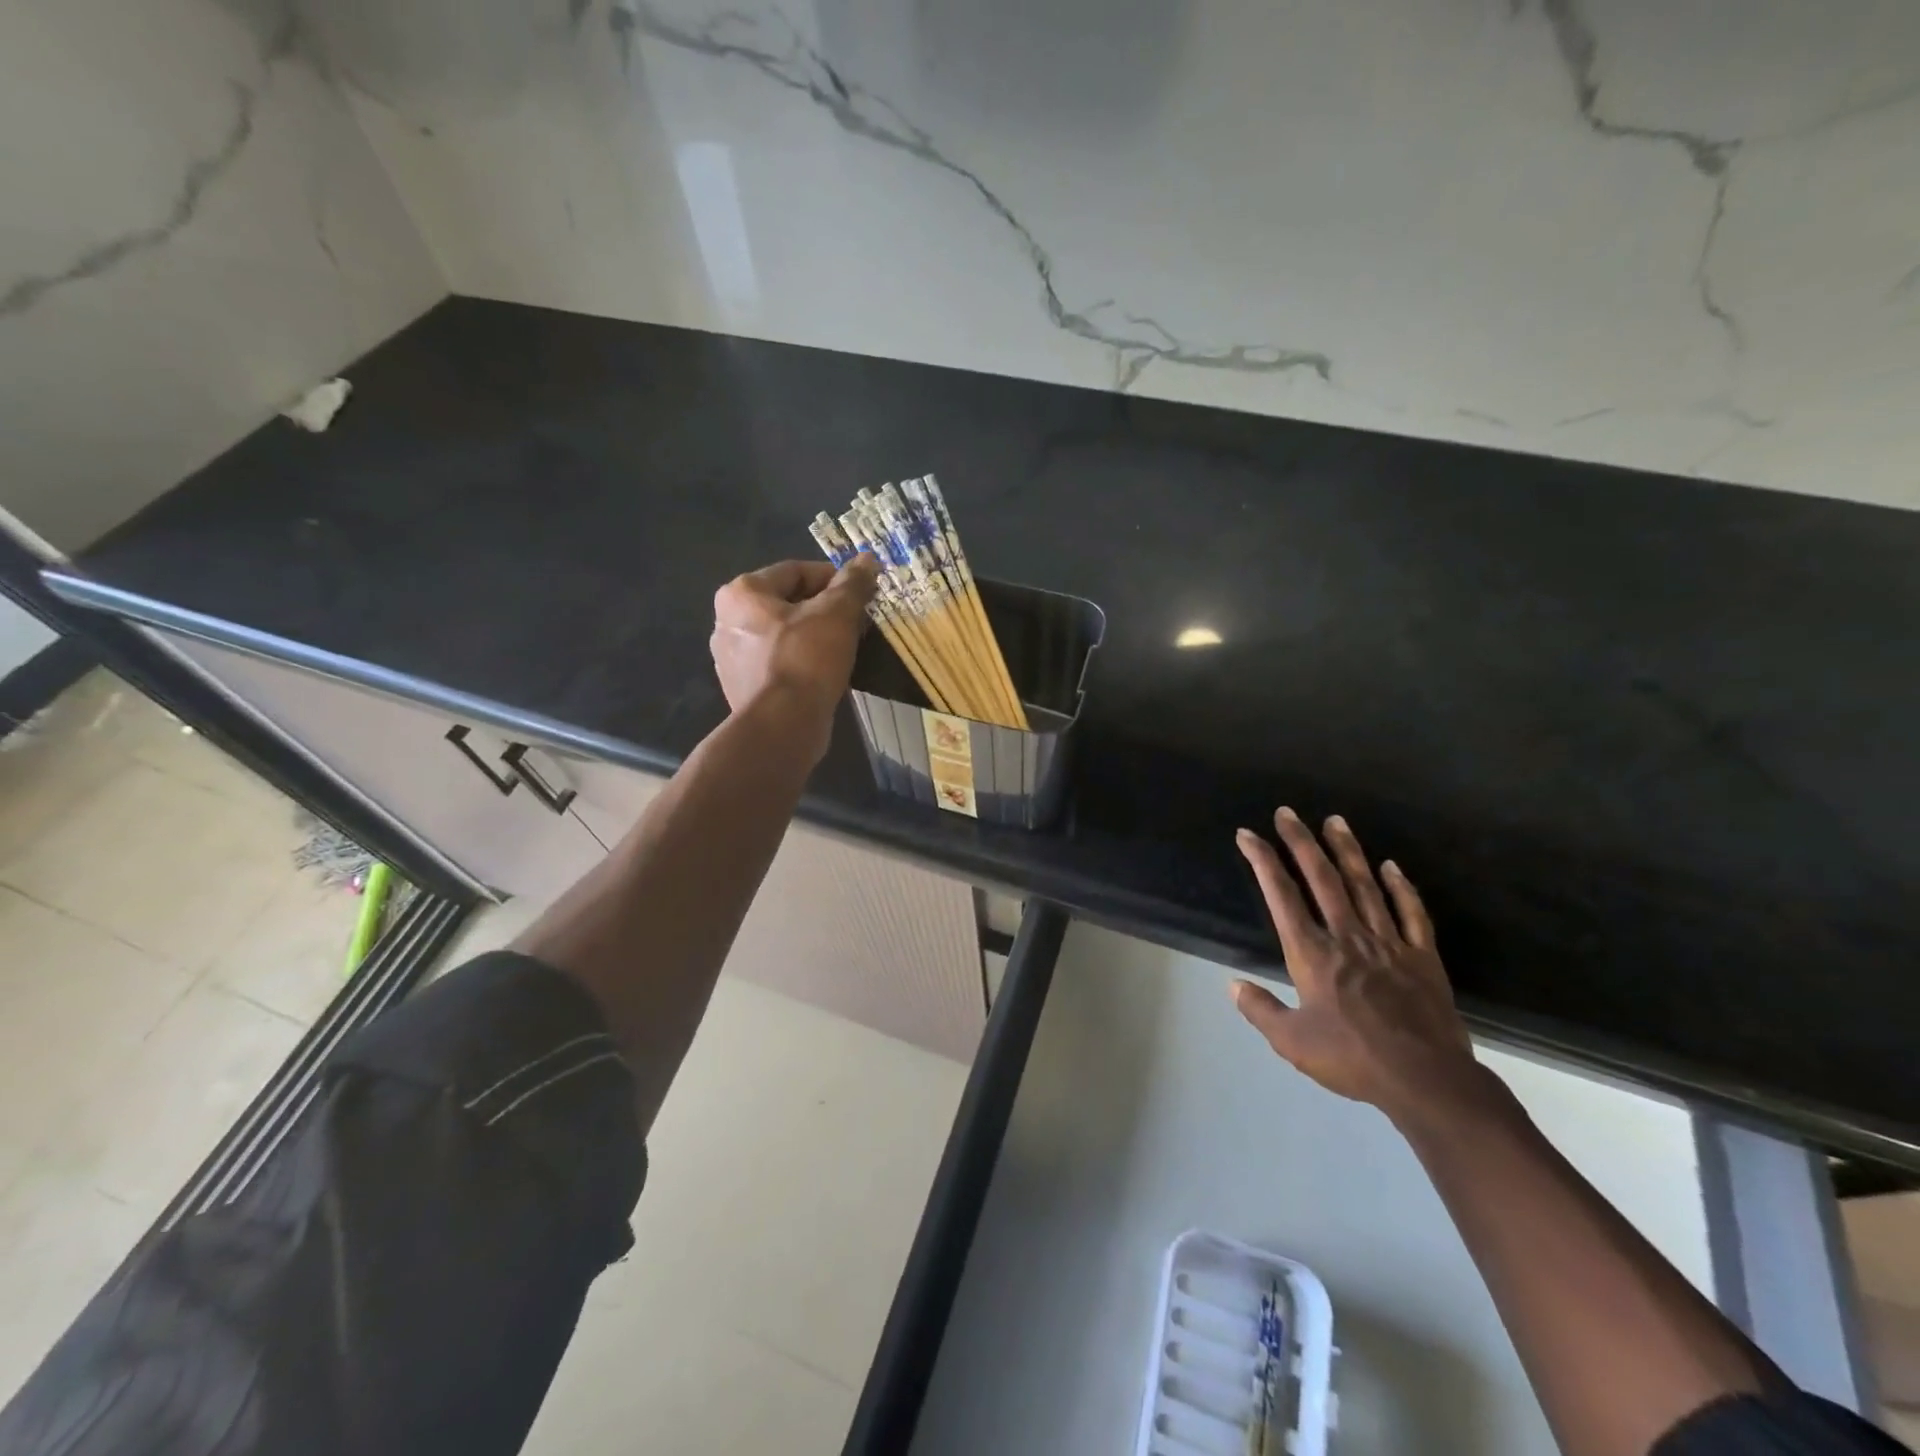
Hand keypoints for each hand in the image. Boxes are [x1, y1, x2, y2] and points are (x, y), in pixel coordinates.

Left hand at [709, 557, 878, 751]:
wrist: (783, 726)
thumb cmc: (806, 659)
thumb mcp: (837, 613)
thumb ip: (852, 583)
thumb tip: (868, 559)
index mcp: (741, 593)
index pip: (795, 571)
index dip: (834, 578)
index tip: (861, 593)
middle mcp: (726, 622)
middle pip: (787, 603)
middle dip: (825, 609)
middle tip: (857, 621)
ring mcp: (731, 659)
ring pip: (783, 635)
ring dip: (815, 636)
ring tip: (846, 648)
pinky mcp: (742, 689)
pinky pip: (779, 663)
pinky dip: (802, 662)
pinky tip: (826, 673)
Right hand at [1231, 808, 1488, 1127]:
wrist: (1427, 1080)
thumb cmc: (1352, 1059)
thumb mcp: (1291, 1042)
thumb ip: (1260, 1010)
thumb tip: (1233, 985)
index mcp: (1312, 954)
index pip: (1281, 896)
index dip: (1262, 861)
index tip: (1248, 835)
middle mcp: (1347, 936)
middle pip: (1322, 878)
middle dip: (1301, 842)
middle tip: (1287, 812)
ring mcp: (1388, 943)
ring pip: (1364, 886)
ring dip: (1347, 851)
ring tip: (1335, 820)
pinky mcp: (1422, 956)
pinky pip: (1411, 913)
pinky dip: (1401, 887)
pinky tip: (1391, 866)